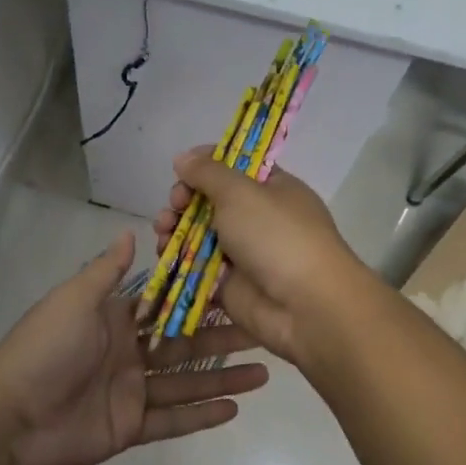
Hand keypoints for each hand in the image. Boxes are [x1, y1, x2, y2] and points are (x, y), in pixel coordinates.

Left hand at [0, 230, 269, 464]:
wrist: (9, 416)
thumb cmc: (44, 349)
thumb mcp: (74, 300)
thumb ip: (106, 271)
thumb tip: (131, 234)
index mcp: (116, 320)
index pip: (168, 306)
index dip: (201, 299)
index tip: (240, 289)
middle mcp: (128, 353)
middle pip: (185, 344)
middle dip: (224, 339)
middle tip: (266, 332)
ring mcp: (131, 392)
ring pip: (186, 383)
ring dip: (223, 378)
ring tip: (266, 372)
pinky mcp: (130, 427)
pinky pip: (172, 420)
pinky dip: (202, 416)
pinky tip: (235, 409)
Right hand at [152, 149, 374, 368]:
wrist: (303, 306)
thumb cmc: (276, 236)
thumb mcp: (241, 192)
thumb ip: (208, 172)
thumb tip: (184, 158)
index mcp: (273, 188)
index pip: (236, 166)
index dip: (207, 164)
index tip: (182, 168)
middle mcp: (259, 218)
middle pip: (212, 201)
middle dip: (186, 199)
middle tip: (174, 204)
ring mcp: (244, 253)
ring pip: (200, 234)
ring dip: (176, 228)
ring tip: (162, 231)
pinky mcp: (229, 284)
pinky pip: (197, 267)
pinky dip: (178, 259)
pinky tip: (163, 254)